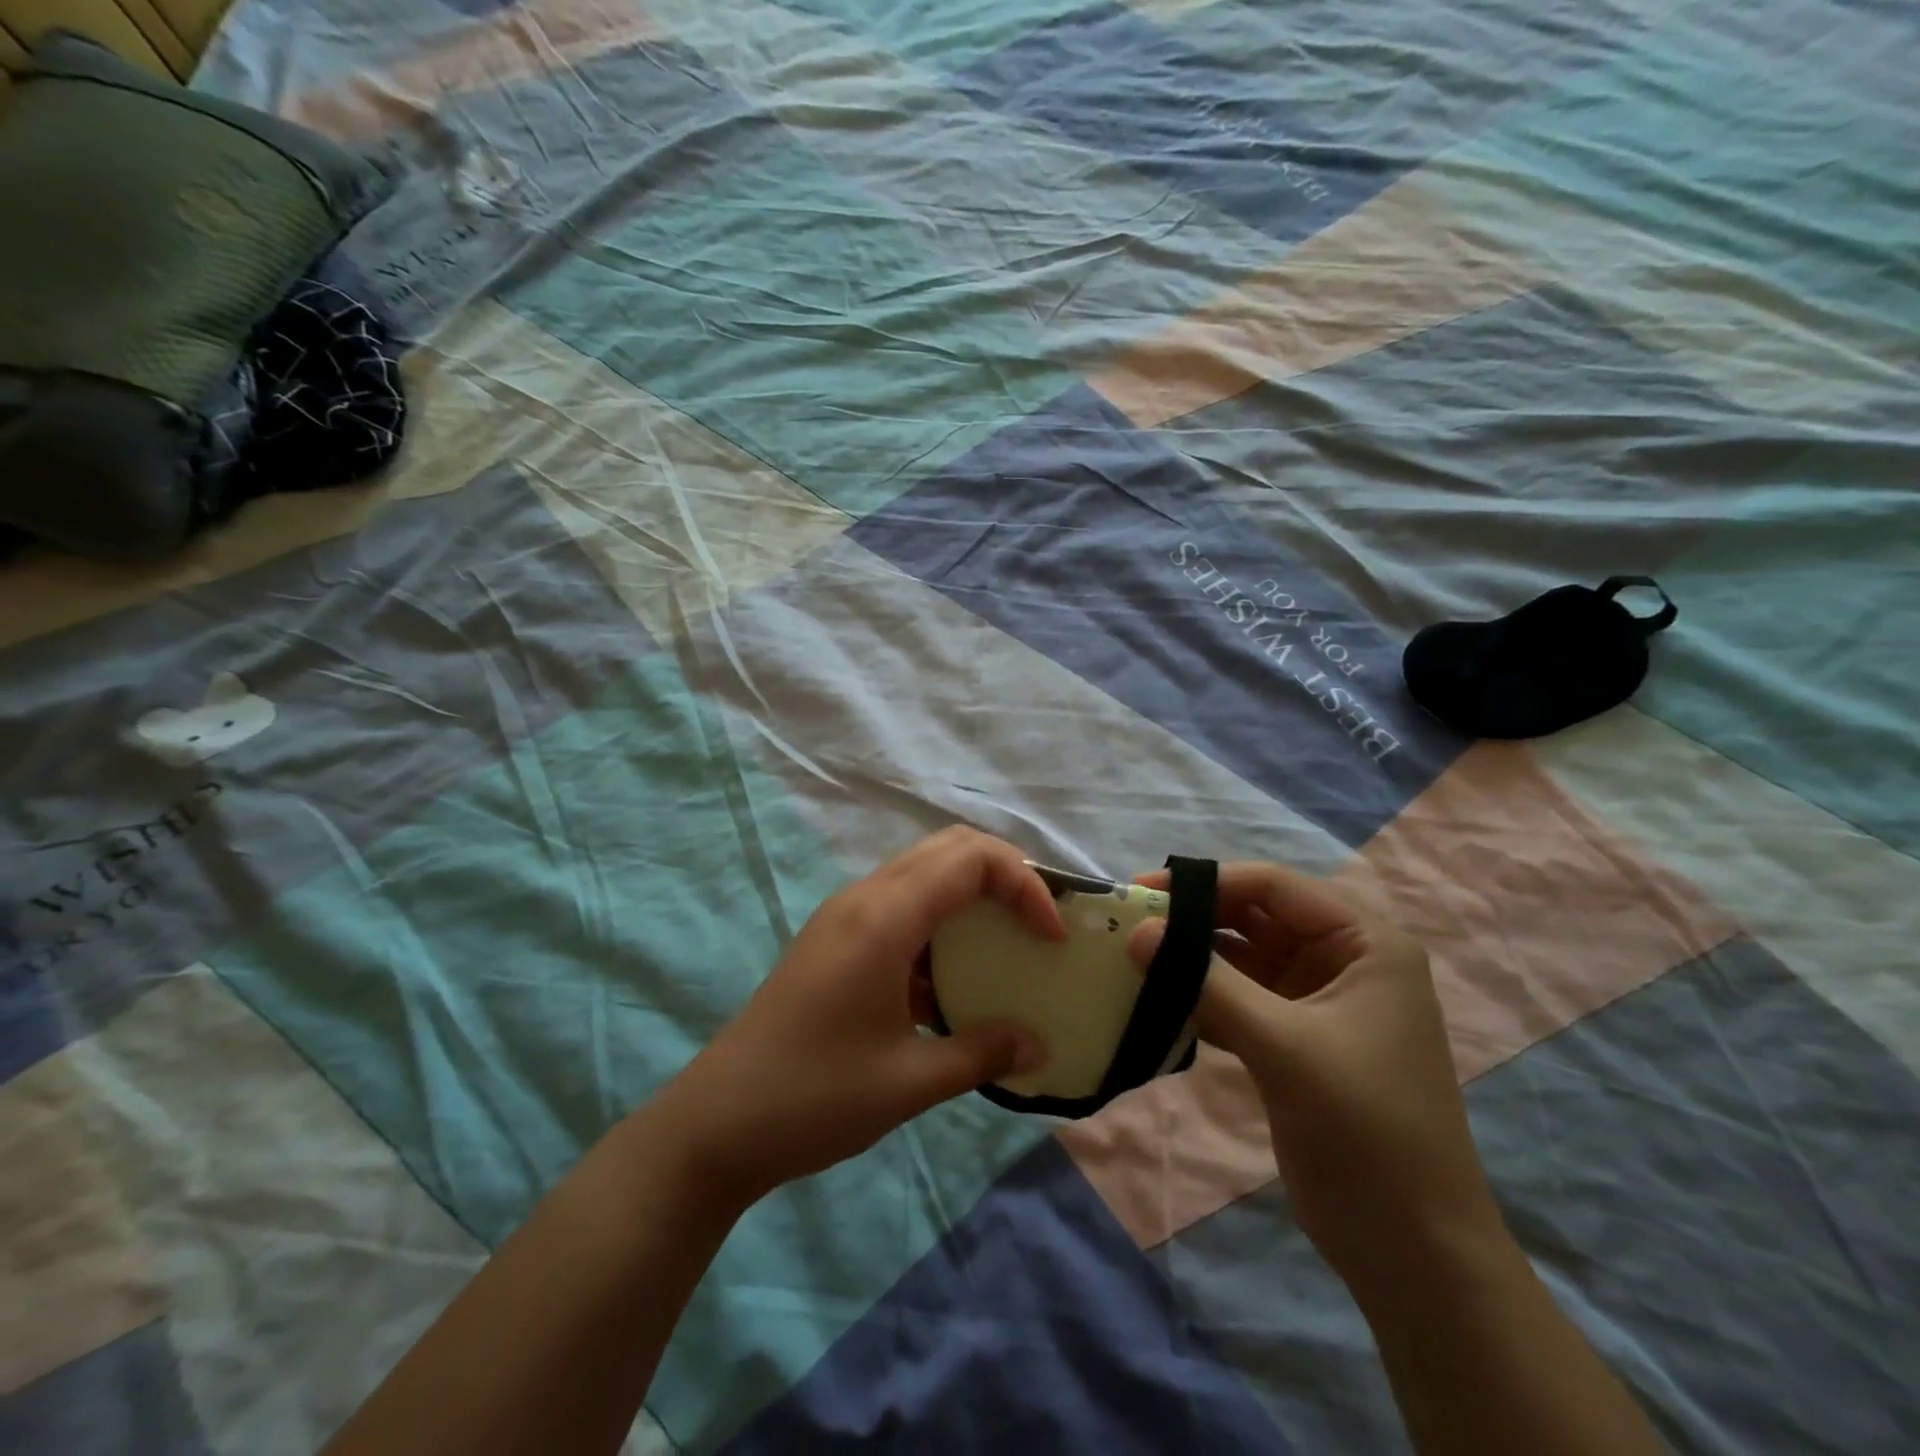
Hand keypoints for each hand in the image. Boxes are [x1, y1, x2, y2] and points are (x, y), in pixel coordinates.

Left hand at [654, 828, 1057, 1206]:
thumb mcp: (910, 1081)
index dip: (1024, 884)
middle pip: (948, 848)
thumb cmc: (815, 1097)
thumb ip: (982, 1053)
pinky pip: (899, 904)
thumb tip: (1038, 1044)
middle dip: (1003, 874)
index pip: (971, 859)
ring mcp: (844, 915)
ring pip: (922, 871)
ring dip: (969, 894)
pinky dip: (938, 921)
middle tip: (1036, 923)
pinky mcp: (833, 938)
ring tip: (1003, 944)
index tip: (1050, 935)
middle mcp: (864, 898)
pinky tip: (948, 981)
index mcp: (885, 918)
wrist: (716, 1123)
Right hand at [1130, 863, 1502, 1290]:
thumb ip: (1208, 982)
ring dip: (1191, 959)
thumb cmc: (1364, 1129)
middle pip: (1255, 917)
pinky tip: (1156, 1002)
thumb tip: (1137, 931)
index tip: (1145, 891)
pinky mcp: (1291, 1040)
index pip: (1275, 886)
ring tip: (1132, 959)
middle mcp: (1341, 961)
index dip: (1210, 882)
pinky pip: (1236, 999)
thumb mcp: (1285, 1045)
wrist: (1410, 1251)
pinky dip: (1199, 998)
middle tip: (1131, 924)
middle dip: (1195, 919)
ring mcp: (1315, 1002)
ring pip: (1240, 959)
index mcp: (1365, 944)